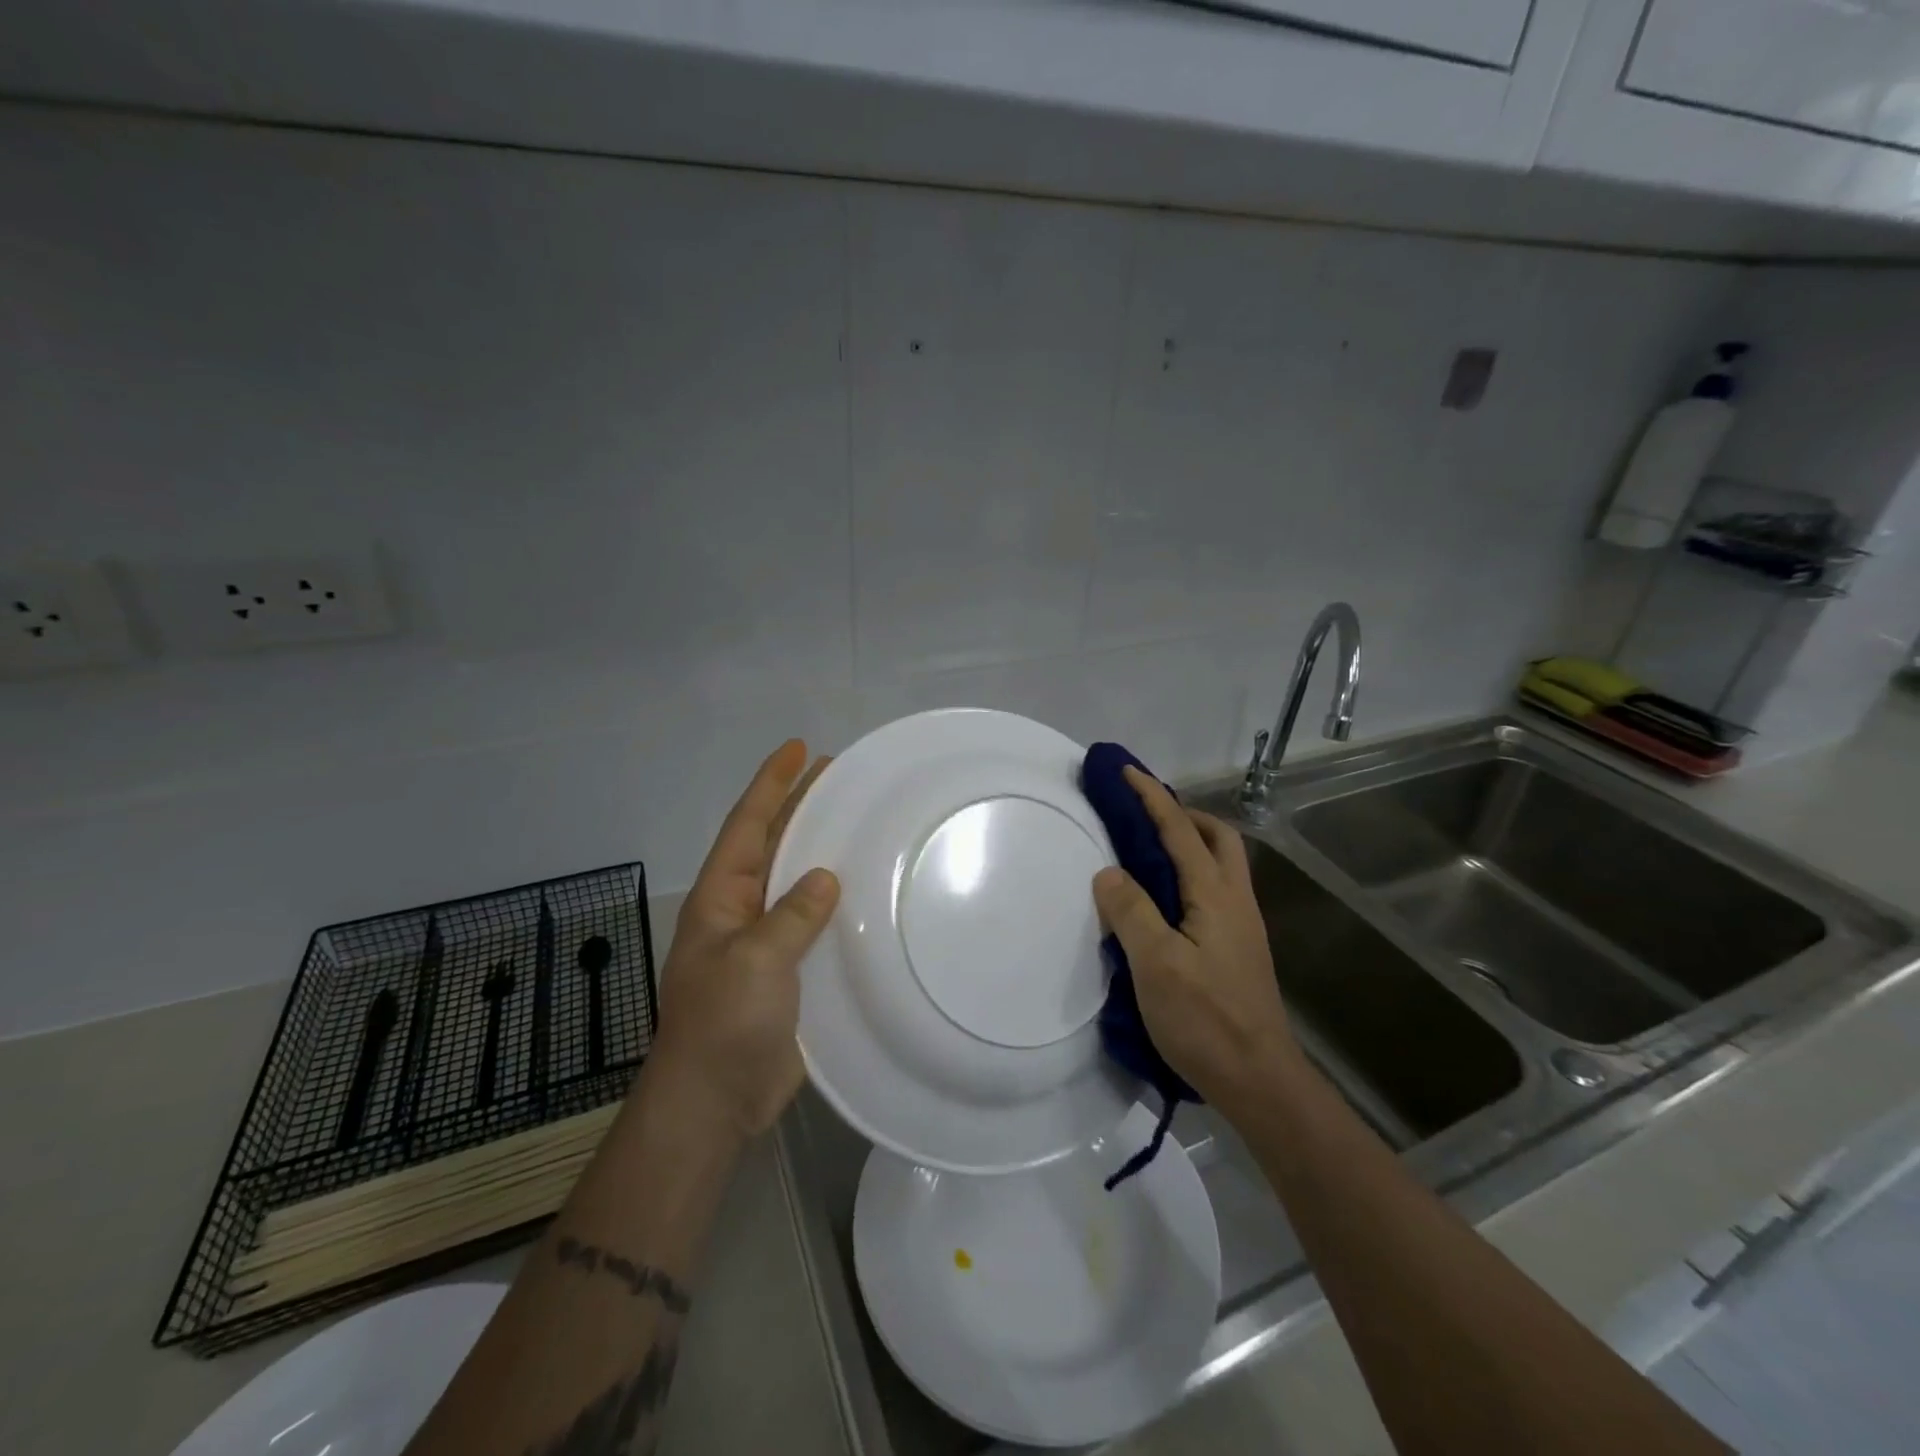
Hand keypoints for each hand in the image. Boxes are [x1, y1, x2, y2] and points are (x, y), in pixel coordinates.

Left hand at [648, 740, 839, 1140]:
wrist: (715, 1102)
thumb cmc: (724, 1023)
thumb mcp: (754, 960)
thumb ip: (791, 915)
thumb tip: (826, 879)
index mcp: (722, 897)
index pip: (747, 825)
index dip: (772, 784)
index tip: (798, 748)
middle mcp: (742, 910)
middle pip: (773, 844)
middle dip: (800, 806)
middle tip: (838, 774)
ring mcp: (767, 942)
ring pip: (797, 882)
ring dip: (822, 850)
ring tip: (858, 821)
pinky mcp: (792, 972)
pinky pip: (817, 924)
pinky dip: (839, 903)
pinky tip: (869, 893)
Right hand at [1091, 766, 1299, 1119]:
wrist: (1259, 1080)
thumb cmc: (1205, 1020)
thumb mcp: (1156, 965)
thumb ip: (1131, 911)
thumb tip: (1109, 872)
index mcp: (1215, 894)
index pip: (1180, 830)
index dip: (1152, 797)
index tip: (1126, 771)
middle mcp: (1235, 900)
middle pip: (1218, 837)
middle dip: (1183, 814)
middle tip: (1144, 816)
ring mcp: (1242, 925)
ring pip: (1221, 863)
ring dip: (1189, 843)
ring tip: (1148, 854)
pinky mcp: (1238, 948)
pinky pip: (1214, 890)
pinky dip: (1189, 874)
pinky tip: (1164, 901)